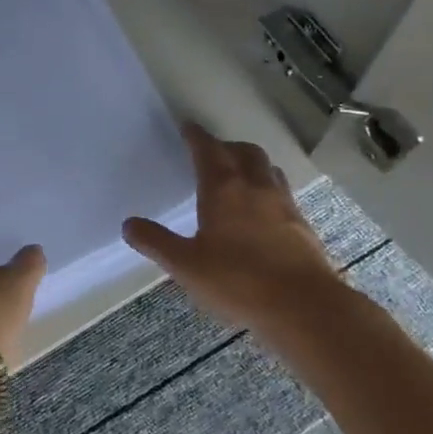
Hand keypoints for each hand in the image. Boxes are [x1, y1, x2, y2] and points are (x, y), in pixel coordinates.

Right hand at [122, 124, 341, 333]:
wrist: (303, 306)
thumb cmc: (238, 280)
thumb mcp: (186, 265)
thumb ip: (156, 242)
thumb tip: (128, 224)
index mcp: (224, 189)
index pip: (208, 150)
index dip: (196, 136)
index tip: (187, 127)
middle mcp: (256, 187)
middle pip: (244, 152)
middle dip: (227, 146)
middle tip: (213, 152)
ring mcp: (284, 204)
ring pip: (268, 169)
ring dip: (252, 164)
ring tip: (240, 175)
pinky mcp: (303, 226)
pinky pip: (283, 194)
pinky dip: (268, 190)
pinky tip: (263, 212)